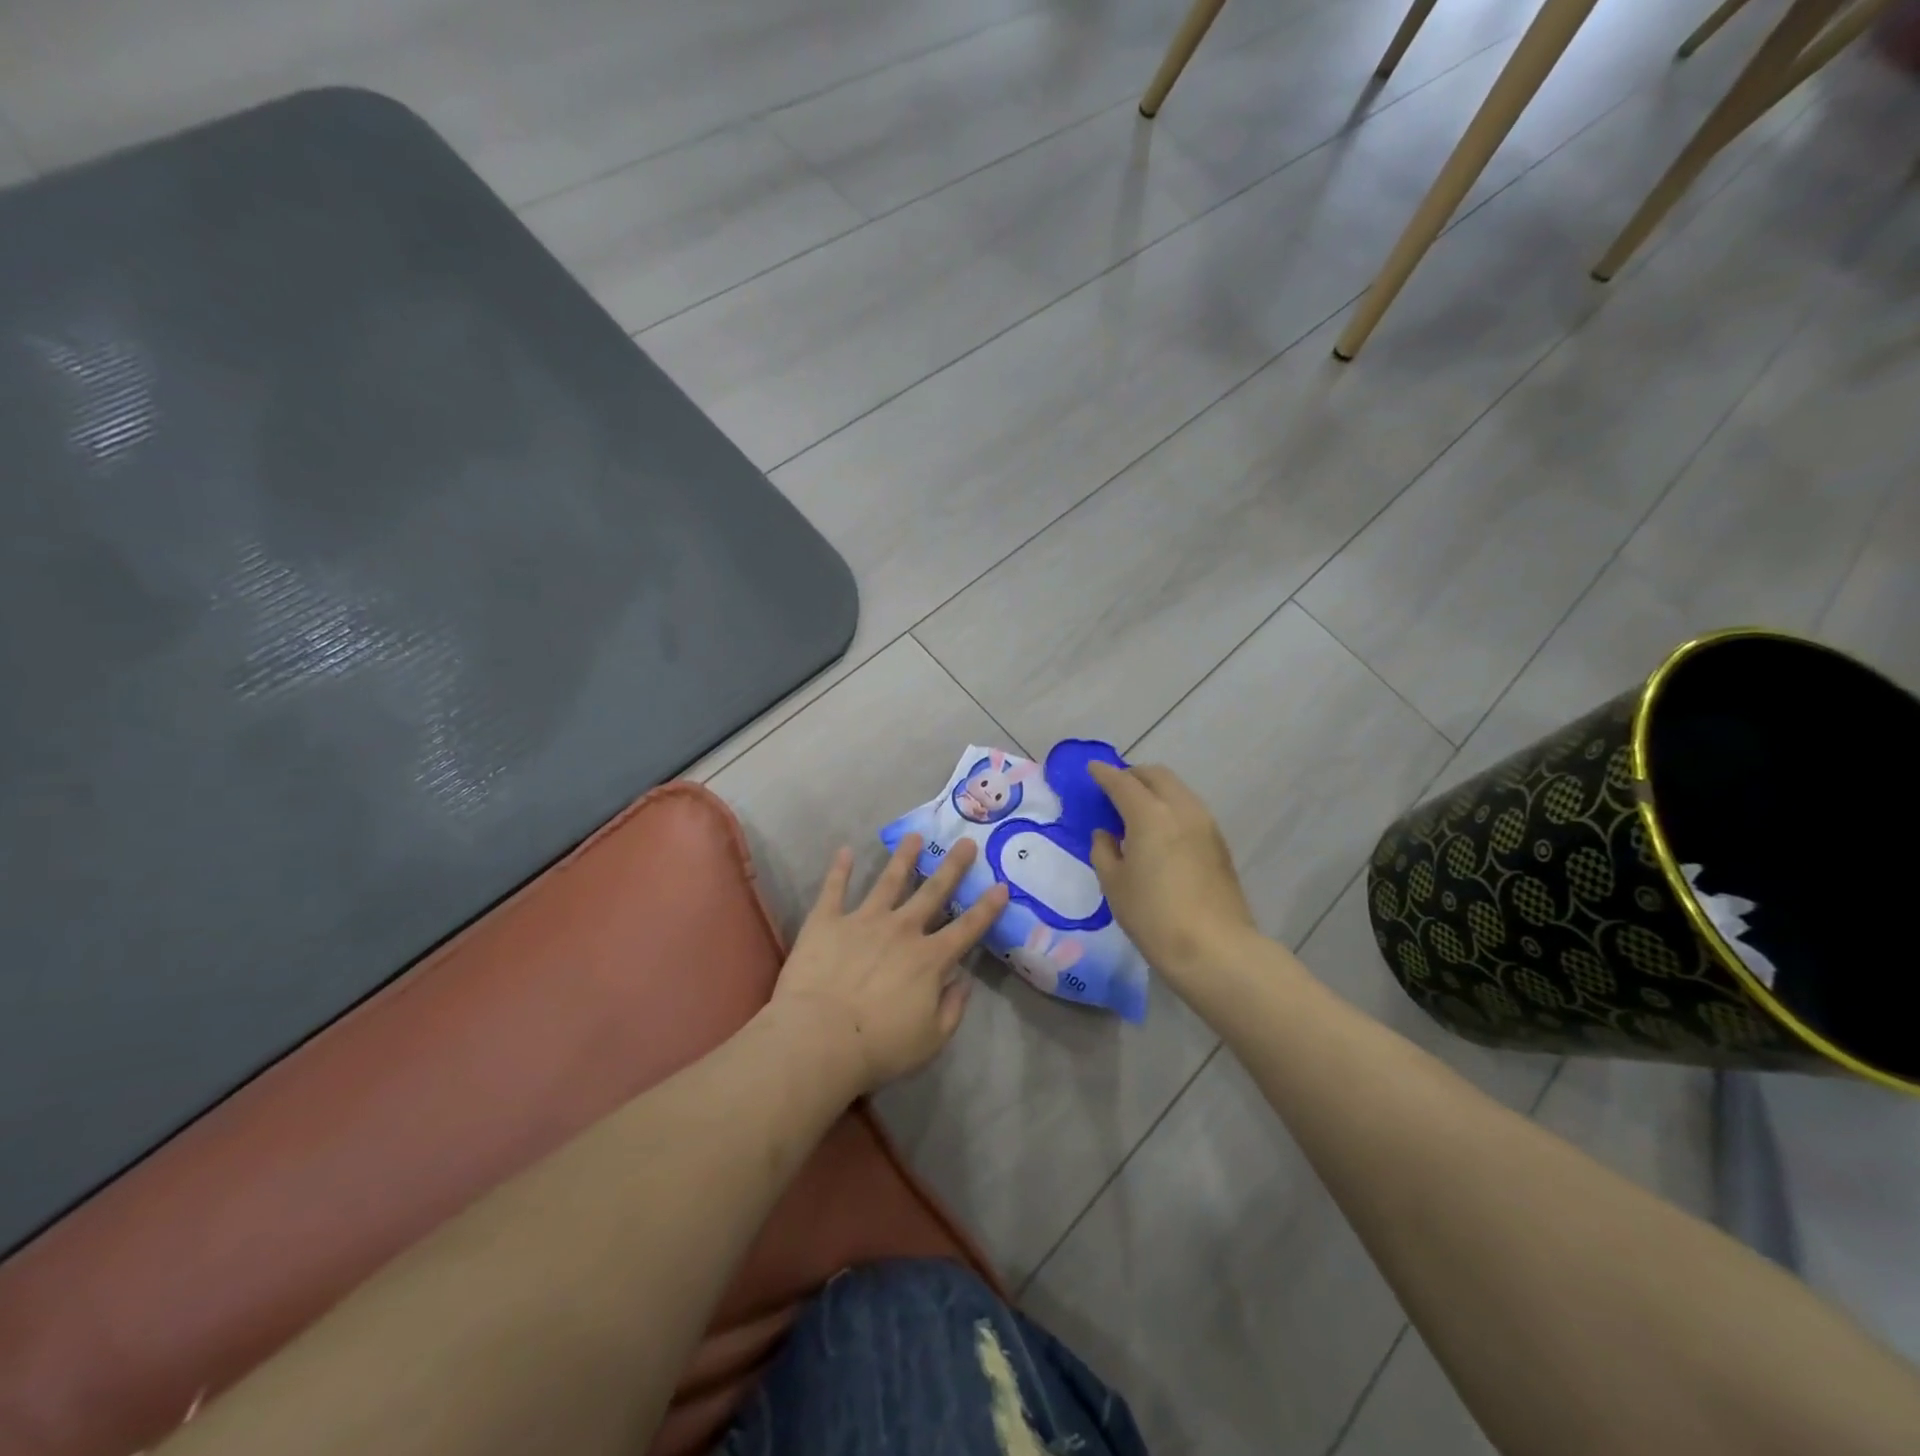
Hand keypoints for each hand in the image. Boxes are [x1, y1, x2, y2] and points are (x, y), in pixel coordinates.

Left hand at [768, 835, 1007, 1095]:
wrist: (819, 1039)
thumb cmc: (879, 1047)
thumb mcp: (931, 1040)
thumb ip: (952, 1008)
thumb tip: (964, 980)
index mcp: (930, 959)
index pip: (967, 928)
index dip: (987, 908)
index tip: (1001, 886)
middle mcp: (902, 930)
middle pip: (933, 892)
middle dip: (953, 867)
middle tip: (966, 843)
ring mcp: (863, 920)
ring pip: (889, 880)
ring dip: (904, 857)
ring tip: (915, 836)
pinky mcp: (827, 921)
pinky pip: (834, 888)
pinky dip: (839, 869)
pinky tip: (844, 850)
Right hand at [1089, 761, 1258, 986]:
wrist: (1215, 949)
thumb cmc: (1153, 916)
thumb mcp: (1114, 885)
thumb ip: (1104, 851)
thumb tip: (1107, 835)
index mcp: (1150, 815)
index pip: (1122, 782)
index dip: (1104, 774)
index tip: (1091, 770)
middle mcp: (1181, 809)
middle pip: (1156, 775)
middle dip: (1133, 775)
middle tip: (1114, 789)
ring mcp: (1205, 824)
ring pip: (1177, 789)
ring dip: (1154, 789)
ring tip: (1136, 810)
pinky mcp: (1219, 842)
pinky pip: (1189, 809)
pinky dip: (1170, 807)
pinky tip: (1159, 830)